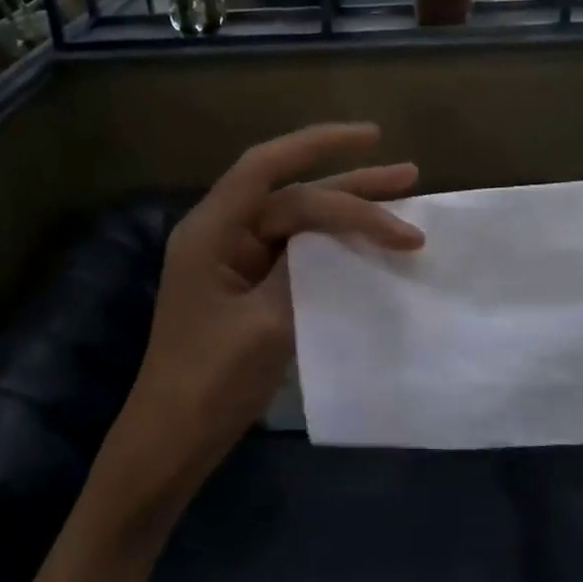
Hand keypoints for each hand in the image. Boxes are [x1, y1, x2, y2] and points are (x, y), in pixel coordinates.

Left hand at [108, 123, 423, 497]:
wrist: (173, 443)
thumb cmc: (209, 383)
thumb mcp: (264, 323)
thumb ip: (302, 270)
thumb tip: (336, 236)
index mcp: (212, 230)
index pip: (267, 167)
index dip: (319, 143)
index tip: (373, 138)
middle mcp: (223, 234)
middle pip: (292, 193)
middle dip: (351, 183)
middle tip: (409, 175)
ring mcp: (236, 262)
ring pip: (299, 222)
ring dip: (348, 212)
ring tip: (405, 198)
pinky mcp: (250, 288)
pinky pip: (298, 253)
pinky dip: (334, 246)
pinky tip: (369, 247)